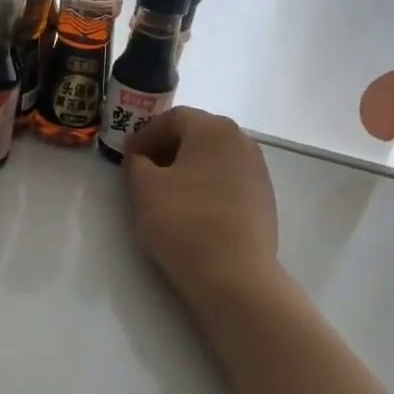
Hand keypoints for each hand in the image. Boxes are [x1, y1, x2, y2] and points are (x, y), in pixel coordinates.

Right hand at [123, 109, 281, 306]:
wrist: (234, 275)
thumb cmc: (183, 221)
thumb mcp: (143, 188)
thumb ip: (136, 163)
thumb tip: (141, 158)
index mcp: (213, 129)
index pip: (173, 118)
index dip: (145, 134)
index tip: (128, 157)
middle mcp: (241, 141)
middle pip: (197, 134)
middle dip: (167, 148)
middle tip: (144, 171)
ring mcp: (258, 170)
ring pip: (214, 158)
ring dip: (188, 167)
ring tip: (167, 193)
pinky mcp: (265, 198)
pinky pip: (228, 180)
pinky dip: (207, 185)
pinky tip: (193, 211)